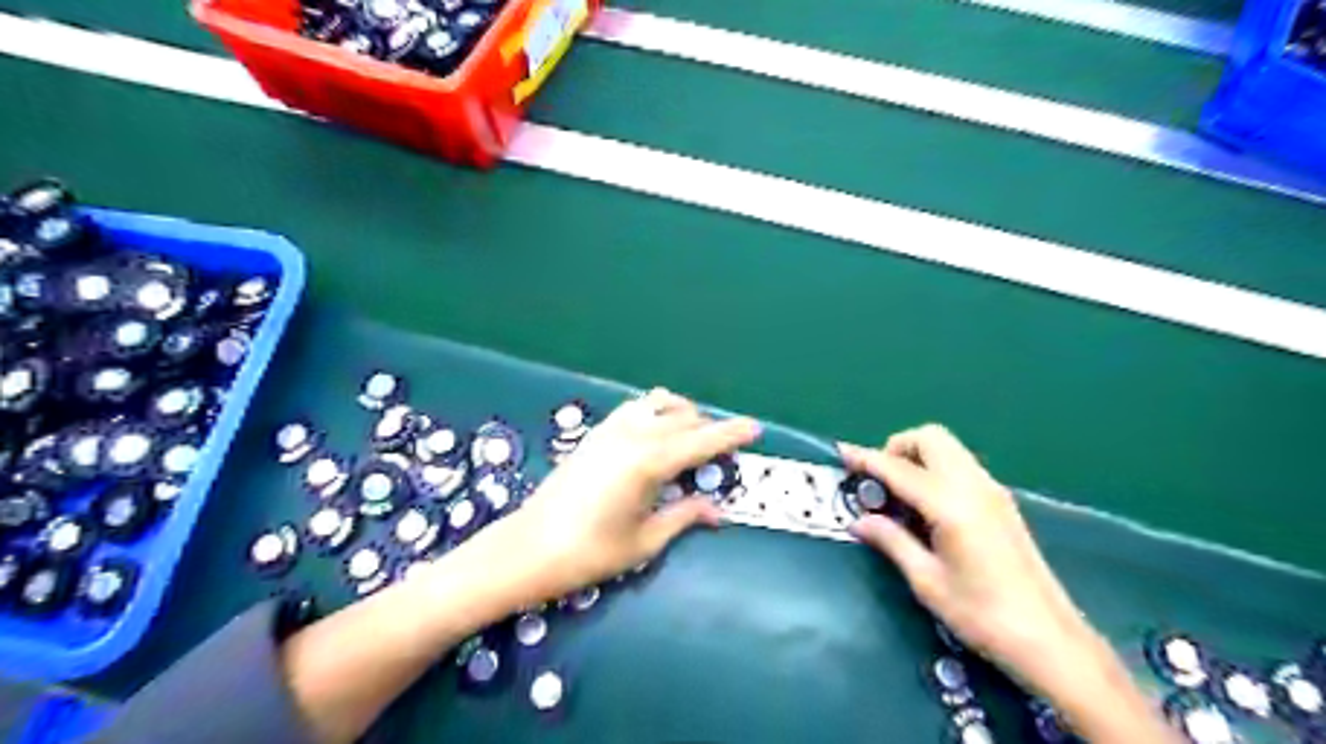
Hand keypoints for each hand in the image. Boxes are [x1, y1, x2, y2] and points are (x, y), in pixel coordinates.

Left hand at [482, 388, 762, 602]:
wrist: (529, 547)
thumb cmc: (590, 552)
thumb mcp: (645, 541)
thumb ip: (685, 516)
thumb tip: (717, 510)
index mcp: (649, 461)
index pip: (702, 440)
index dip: (731, 434)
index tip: (755, 428)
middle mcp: (633, 435)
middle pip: (683, 418)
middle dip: (709, 429)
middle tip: (723, 454)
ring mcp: (611, 429)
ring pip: (658, 404)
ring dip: (682, 414)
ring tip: (692, 438)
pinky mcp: (595, 433)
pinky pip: (636, 408)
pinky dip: (656, 412)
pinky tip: (657, 435)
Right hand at [837, 425, 1088, 692]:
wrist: (1049, 640)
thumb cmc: (982, 616)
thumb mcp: (927, 582)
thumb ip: (891, 541)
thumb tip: (859, 521)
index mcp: (951, 506)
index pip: (899, 469)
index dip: (867, 458)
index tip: (843, 452)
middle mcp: (974, 487)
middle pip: (931, 438)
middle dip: (898, 447)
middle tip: (879, 481)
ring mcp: (992, 491)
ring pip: (948, 448)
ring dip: (918, 456)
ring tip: (899, 494)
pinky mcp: (1002, 502)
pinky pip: (961, 465)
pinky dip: (936, 469)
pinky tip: (927, 506)